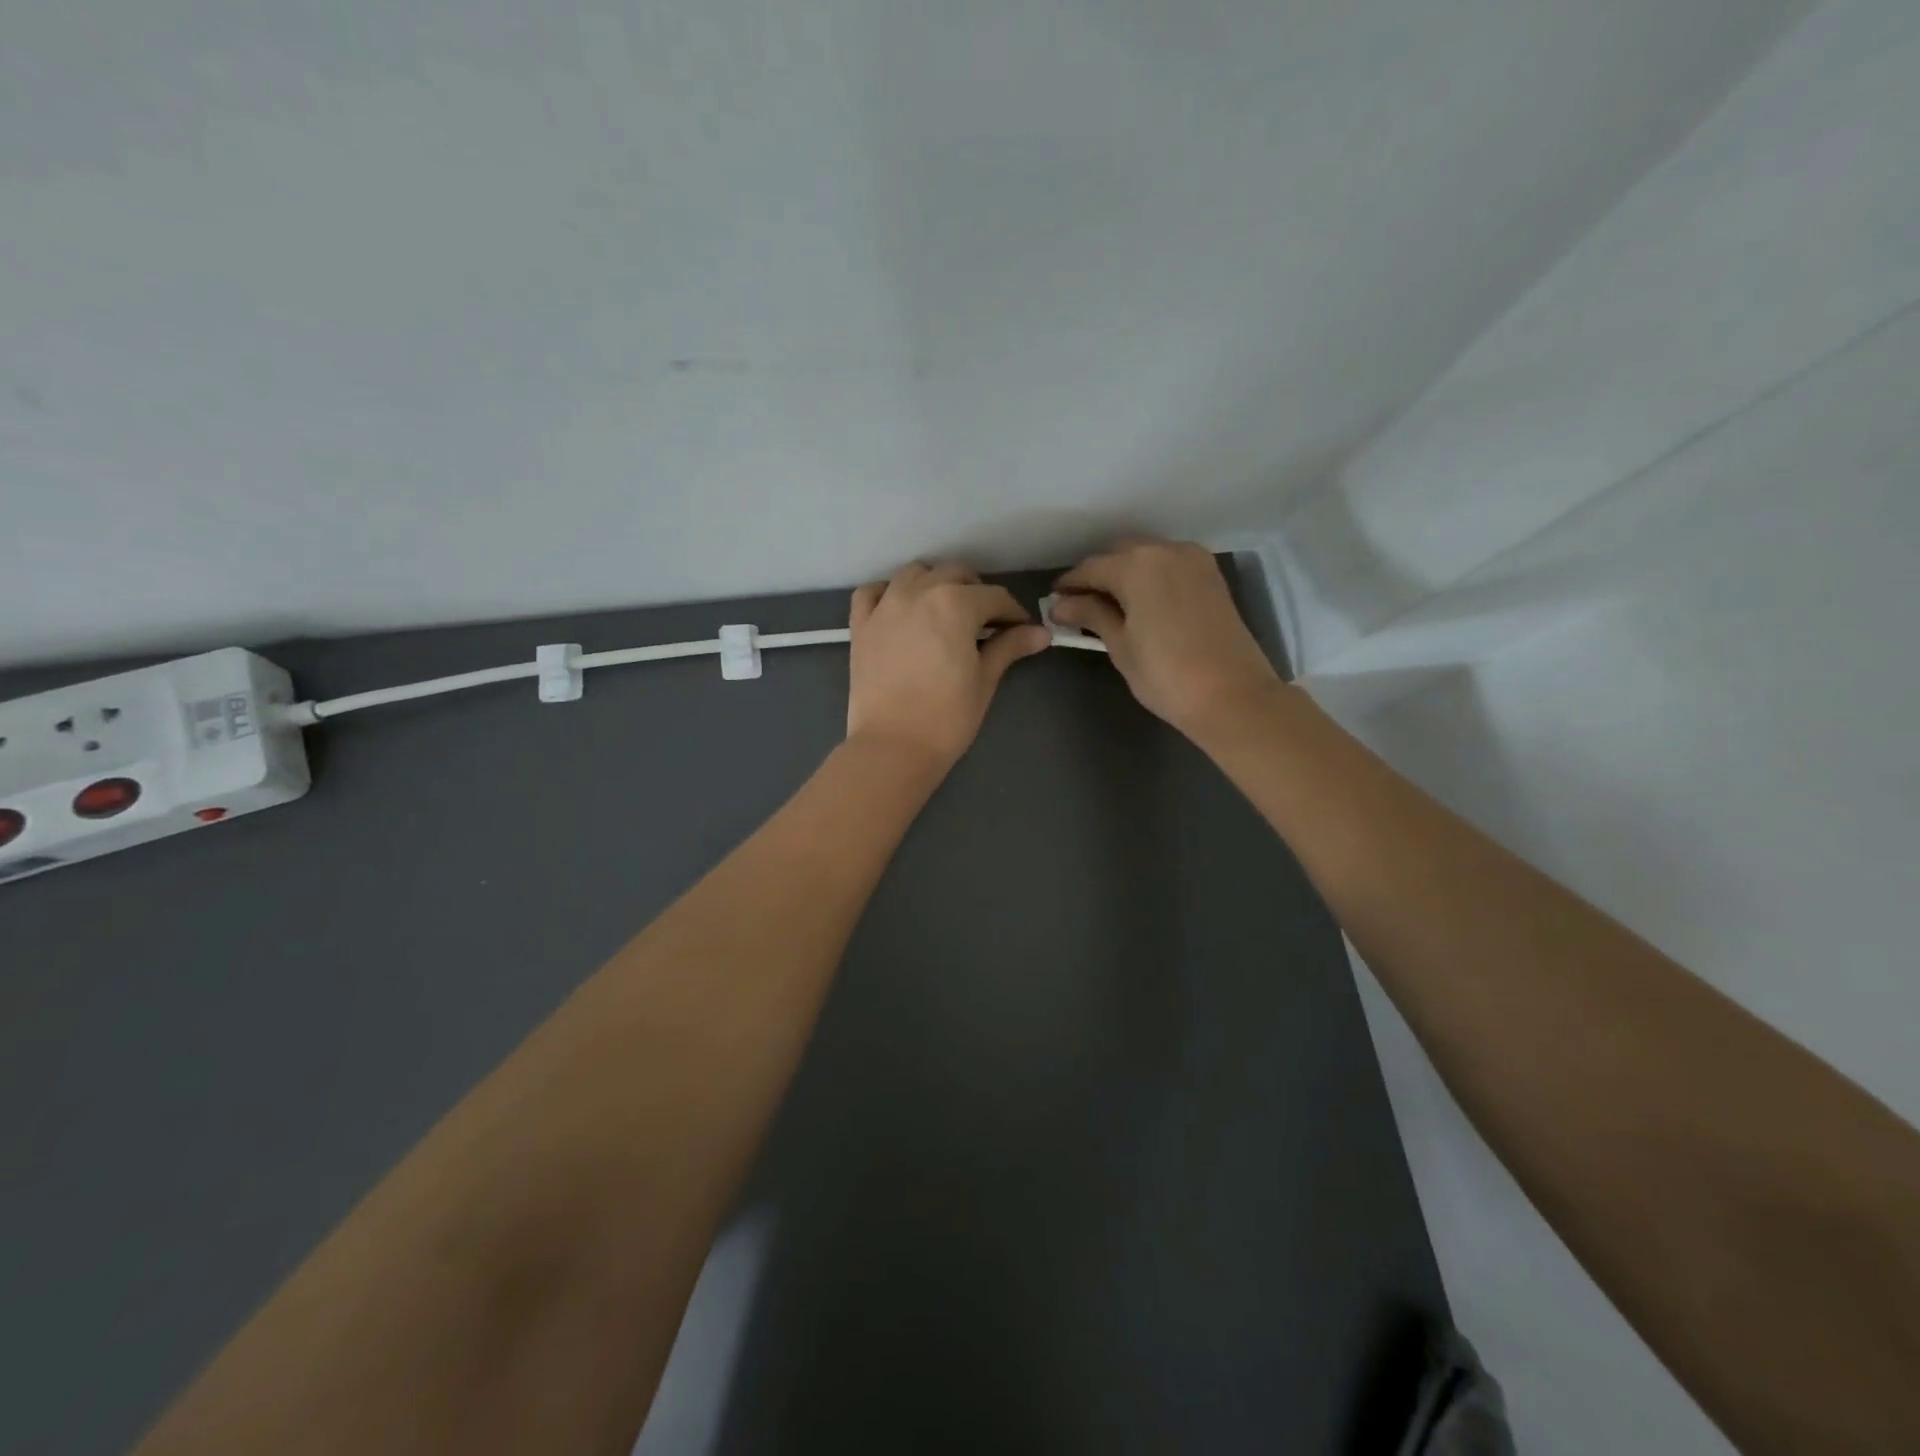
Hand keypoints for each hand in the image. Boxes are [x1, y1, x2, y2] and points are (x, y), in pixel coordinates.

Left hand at [846, 562, 1051, 769]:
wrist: (893, 747)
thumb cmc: (947, 717)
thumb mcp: (984, 680)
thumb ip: (1009, 647)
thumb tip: (1041, 633)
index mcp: (955, 603)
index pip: (995, 597)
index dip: (1013, 614)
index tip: (1021, 631)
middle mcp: (918, 592)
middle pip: (955, 575)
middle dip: (977, 593)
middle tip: (986, 623)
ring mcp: (884, 605)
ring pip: (914, 574)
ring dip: (935, 583)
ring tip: (945, 612)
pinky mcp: (860, 625)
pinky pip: (872, 592)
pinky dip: (888, 593)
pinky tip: (900, 610)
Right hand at [1051, 538, 1281, 738]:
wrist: (1233, 696)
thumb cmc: (1165, 674)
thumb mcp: (1120, 645)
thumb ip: (1091, 616)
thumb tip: (1061, 605)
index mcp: (1137, 565)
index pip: (1090, 568)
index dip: (1069, 586)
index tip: (1053, 603)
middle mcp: (1166, 551)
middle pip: (1120, 554)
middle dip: (1098, 576)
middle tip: (1080, 606)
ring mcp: (1194, 560)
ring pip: (1147, 557)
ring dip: (1125, 574)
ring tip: (1109, 606)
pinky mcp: (1211, 577)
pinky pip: (1169, 566)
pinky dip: (1150, 577)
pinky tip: (1141, 603)